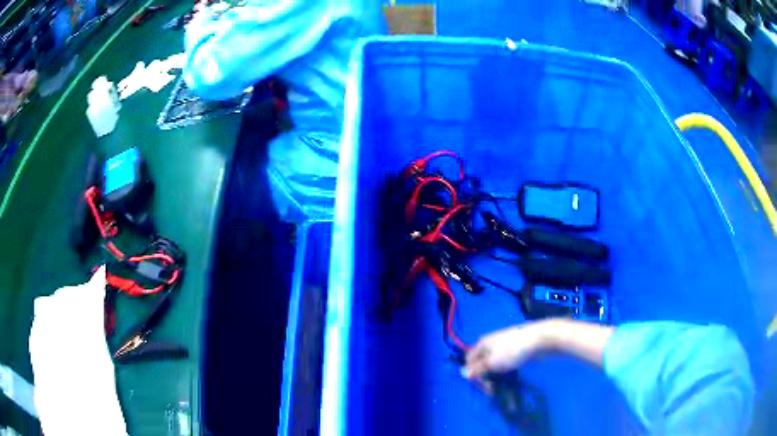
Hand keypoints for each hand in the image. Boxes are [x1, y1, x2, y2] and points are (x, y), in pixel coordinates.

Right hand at [464, 321, 550, 379]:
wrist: (539, 339)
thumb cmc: (513, 351)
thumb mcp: (492, 362)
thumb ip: (477, 369)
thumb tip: (462, 373)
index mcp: (482, 344)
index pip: (469, 361)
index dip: (472, 375)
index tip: (483, 387)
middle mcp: (490, 344)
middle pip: (481, 363)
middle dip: (485, 377)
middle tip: (493, 390)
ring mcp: (504, 346)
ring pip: (493, 363)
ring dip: (495, 376)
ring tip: (501, 386)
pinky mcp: (515, 350)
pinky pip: (504, 362)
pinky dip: (504, 371)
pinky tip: (510, 377)